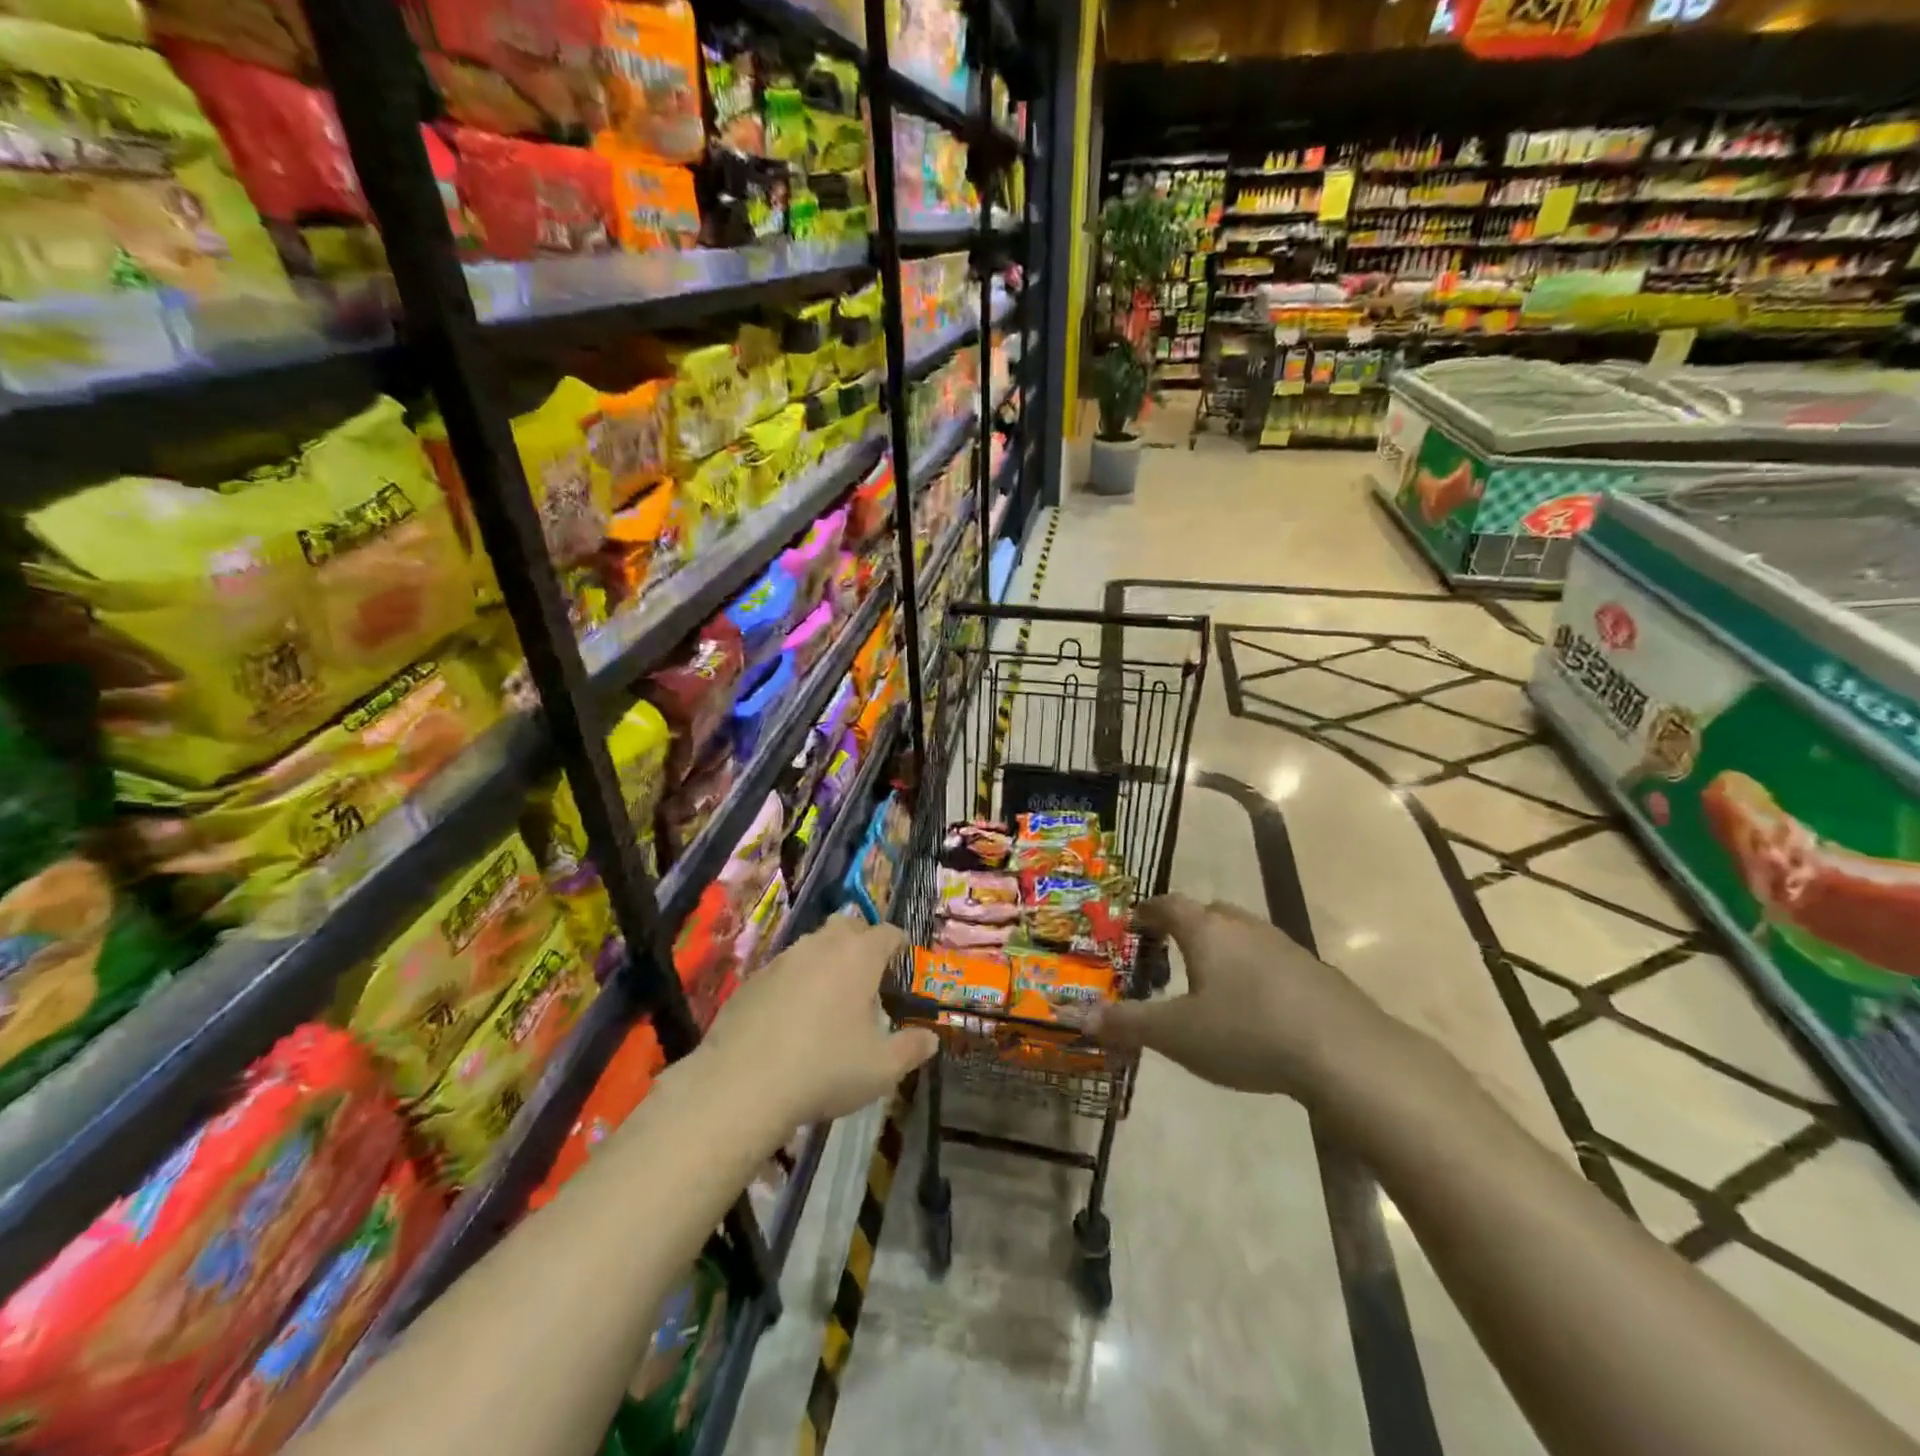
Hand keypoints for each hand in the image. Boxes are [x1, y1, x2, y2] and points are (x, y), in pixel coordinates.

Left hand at [700, 918, 937, 1128]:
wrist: (742, 1084)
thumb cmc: (825, 1069)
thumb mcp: (880, 1069)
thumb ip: (910, 1049)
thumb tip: (930, 1038)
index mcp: (859, 956)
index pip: (886, 933)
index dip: (898, 943)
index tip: (903, 956)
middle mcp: (821, 946)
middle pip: (847, 926)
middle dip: (861, 941)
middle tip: (868, 973)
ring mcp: (782, 959)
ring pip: (812, 945)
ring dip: (826, 961)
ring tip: (830, 997)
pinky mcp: (752, 980)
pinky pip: (783, 970)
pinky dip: (795, 982)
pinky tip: (792, 1016)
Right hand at [1089, 894, 1386, 1100]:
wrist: (1345, 1052)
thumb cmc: (1247, 1033)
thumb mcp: (1177, 1034)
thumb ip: (1127, 1023)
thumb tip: (1077, 1016)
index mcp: (1206, 930)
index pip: (1168, 905)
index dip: (1146, 911)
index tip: (1131, 923)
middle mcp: (1243, 926)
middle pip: (1207, 913)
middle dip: (1184, 927)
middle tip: (1167, 951)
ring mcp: (1283, 945)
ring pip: (1241, 934)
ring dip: (1221, 947)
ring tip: (1208, 978)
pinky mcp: (1314, 970)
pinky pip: (1270, 957)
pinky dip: (1253, 970)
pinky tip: (1255, 1004)